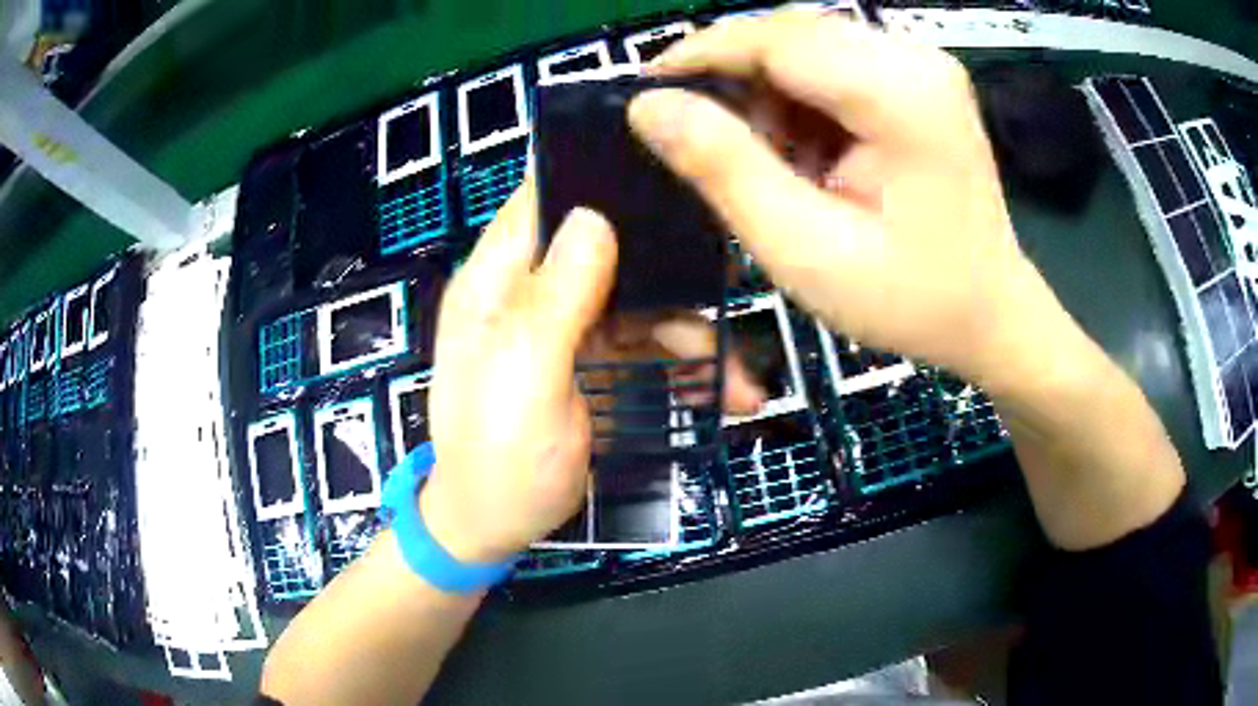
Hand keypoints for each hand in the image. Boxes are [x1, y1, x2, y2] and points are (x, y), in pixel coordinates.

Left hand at [419, 181, 762, 563]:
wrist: (494, 531)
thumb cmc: (498, 461)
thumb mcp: (524, 381)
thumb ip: (556, 299)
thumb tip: (595, 215)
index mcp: (495, 283)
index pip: (542, 200)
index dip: (596, 177)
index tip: (666, 174)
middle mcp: (529, 292)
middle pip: (606, 247)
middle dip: (669, 266)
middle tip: (731, 275)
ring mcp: (564, 328)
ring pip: (638, 300)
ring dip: (691, 333)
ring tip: (741, 381)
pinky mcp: (591, 362)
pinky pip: (645, 345)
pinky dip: (684, 366)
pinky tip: (723, 394)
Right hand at [627, 11, 1054, 386]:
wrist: (988, 314)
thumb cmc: (909, 299)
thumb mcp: (805, 250)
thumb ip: (725, 169)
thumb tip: (649, 105)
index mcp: (900, 93)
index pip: (777, 38)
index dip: (702, 54)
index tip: (647, 90)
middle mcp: (915, 58)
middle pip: (792, 31)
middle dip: (737, 75)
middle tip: (707, 139)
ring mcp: (922, 64)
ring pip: (808, 43)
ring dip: (770, 91)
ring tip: (771, 160)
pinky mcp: (919, 78)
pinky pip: (834, 63)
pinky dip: (801, 99)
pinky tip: (807, 150)